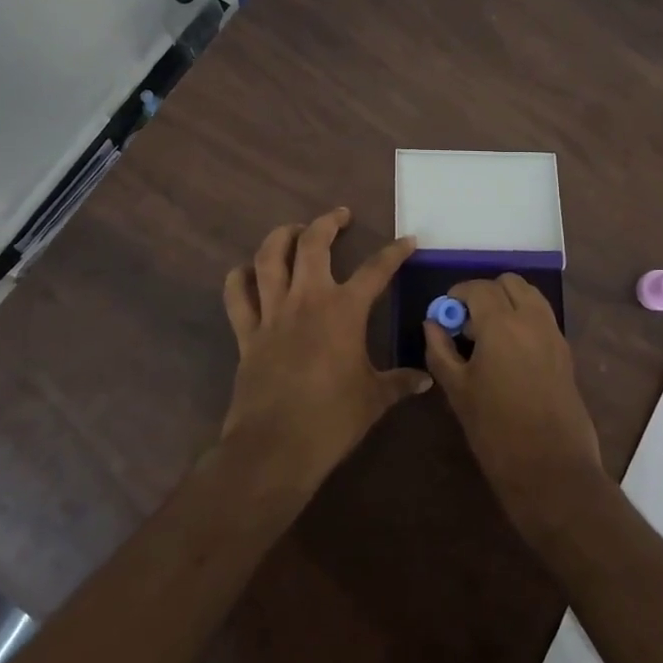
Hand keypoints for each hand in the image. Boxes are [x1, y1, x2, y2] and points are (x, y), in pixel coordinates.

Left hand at [220, 208, 429, 494]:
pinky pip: (237, 296)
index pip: (376, 269)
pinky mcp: (247, 333)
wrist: (276, 447)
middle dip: (328, 222)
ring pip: (269, 258)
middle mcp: (307, 299)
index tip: (408, 240)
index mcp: (344, 310)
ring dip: (281, 236)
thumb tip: (425, 379)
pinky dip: (239, 278)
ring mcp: (272, 313)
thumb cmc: (332, 420)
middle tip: (340, 216)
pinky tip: (247, 271)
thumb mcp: (375, 399)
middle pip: (313, 244)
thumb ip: (399, 382)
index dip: (395, 252)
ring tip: (294, 230)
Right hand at [424, 274, 607, 538]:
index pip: (478, 288)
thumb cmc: (495, 430)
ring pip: (530, 295)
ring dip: (508, 302)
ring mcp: (553, 334)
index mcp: (501, 324)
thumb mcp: (457, 390)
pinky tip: (509, 351)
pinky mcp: (566, 352)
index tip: (446, 312)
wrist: (551, 469)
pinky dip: (525, 318)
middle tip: (468, 322)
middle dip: (485, 293)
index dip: (457, 294)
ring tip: (489, 335)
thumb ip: (440, 350)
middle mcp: (531, 319)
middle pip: (509, 283)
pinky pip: (543, 317)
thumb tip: (433, 323)